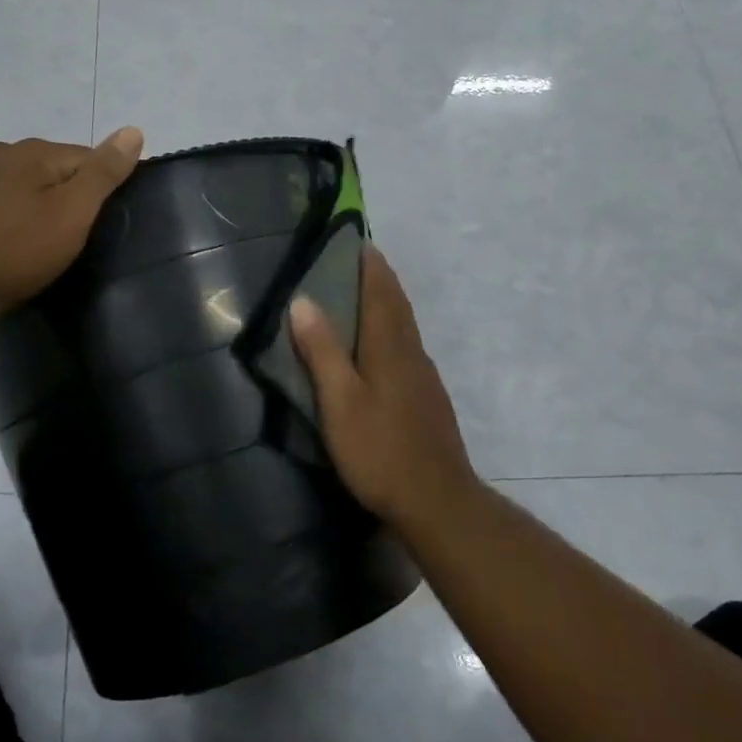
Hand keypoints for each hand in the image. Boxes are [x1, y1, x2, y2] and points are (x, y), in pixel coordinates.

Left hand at [0, 127, 143, 323]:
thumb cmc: (21, 250)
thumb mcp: (74, 212)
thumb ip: (104, 171)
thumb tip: (134, 131)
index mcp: (30, 150)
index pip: (85, 159)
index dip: (99, 190)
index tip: (98, 223)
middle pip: (52, 170)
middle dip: (66, 196)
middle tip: (71, 237)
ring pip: (22, 186)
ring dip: (35, 205)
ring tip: (41, 243)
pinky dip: (8, 217)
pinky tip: (9, 243)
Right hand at [290, 246, 479, 535]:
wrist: (438, 502)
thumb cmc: (380, 450)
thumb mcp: (340, 401)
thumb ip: (322, 351)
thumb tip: (303, 300)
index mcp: (389, 346)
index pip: (381, 290)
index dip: (370, 263)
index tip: (356, 239)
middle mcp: (411, 352)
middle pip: (396, 303)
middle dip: (379, 277)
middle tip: (355, 259)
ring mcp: (423, 375)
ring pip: (404, 325)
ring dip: (386, 301)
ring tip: (360, 293)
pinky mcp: (427, 397)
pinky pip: (406, 346)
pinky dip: (390, 328)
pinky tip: (378, 345)